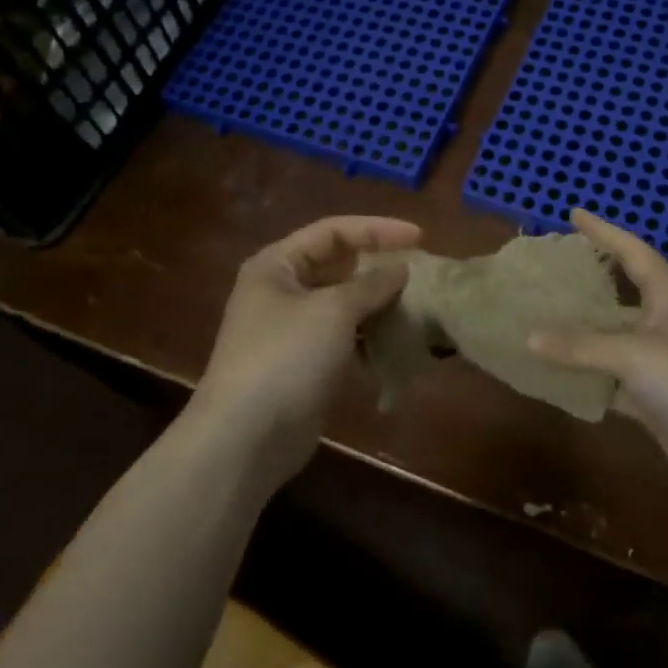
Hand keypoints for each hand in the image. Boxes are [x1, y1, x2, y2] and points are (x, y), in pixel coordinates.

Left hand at [194, 215, 418, 488]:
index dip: (377, 229)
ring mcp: (293, 330)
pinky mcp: (305, 364)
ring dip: (379, 305)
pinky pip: (345, 338)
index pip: (333, 231)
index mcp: (277, 265)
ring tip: (417, 307)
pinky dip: (369, 338)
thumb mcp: (333, 310)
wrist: (246, 438)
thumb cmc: (286, 357)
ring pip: (345, 304)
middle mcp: (282, 291)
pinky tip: (398, 344)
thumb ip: (371, 283)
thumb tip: (401, 268)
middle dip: (379, 268)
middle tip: (421, 273)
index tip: (420, 237)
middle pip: (339, 266)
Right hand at [530, 209, 667, 510]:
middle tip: (551, 269)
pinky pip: (614, 378)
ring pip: (615, 339)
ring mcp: (664, 363)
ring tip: (542, 318)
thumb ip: (581, 346)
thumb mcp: (636, 356)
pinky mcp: (658, 399)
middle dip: (589, 281)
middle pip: (622, 293)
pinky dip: (589, 376)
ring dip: (584, 333)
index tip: (574, 213)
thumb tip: (528, 337)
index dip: (604, 231)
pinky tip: (558, 375)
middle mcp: (667, 323)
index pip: (633, 251)